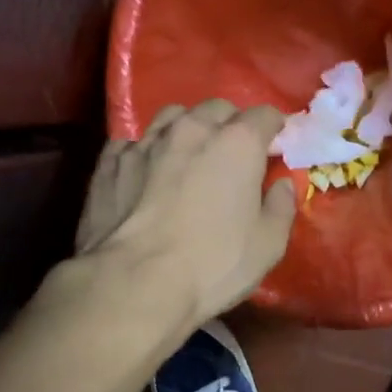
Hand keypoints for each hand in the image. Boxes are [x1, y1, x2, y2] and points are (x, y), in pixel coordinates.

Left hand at [78, 99, 296, 329]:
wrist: (134, 283)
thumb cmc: (213, 264)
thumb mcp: (268, 245)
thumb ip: (281, 207)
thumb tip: (282, 185)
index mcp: (237, 143)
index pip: (265, 115)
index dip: (274, 128)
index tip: (276, 146)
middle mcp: (192, 130)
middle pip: (217, 109)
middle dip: (231, 124)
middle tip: (234, 153)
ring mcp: (146, 142)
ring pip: (172, 117)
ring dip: (188, 129)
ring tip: (189, 155)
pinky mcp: (110, 162)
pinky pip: (134, 143)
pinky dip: (148, 151)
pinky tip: (147, 172)